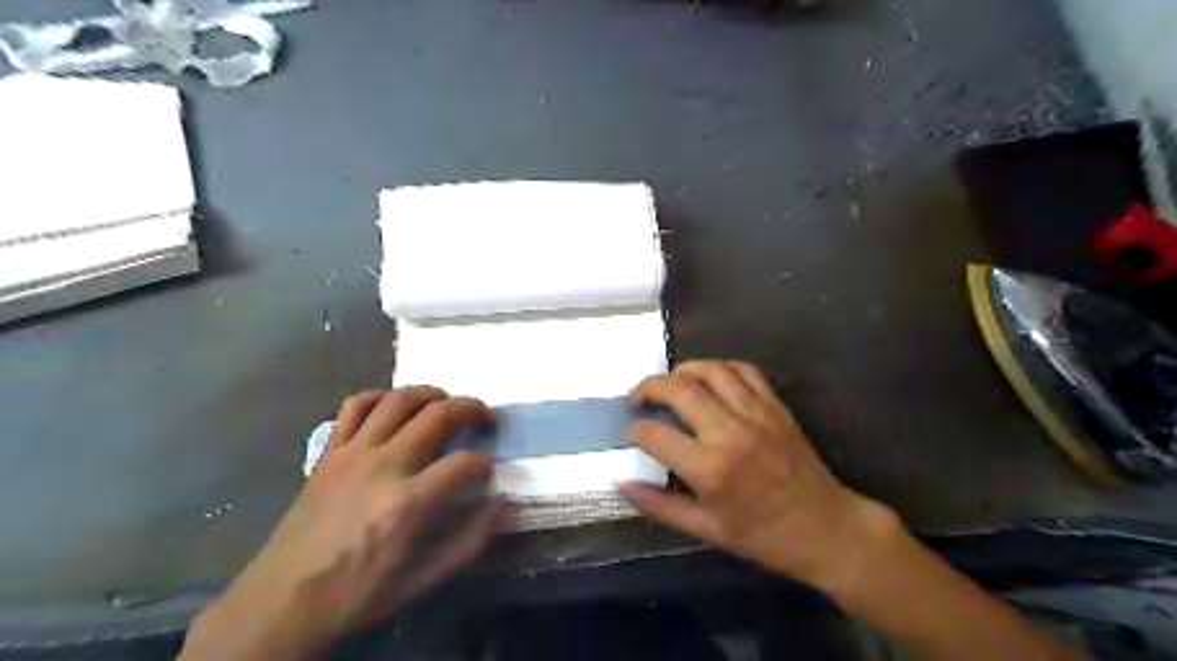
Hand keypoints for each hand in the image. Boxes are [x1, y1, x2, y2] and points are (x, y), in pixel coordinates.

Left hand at [180, 391, 502, 657]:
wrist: (280, 602)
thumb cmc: (356, 593)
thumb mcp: (421, 581)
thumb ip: (468, 542)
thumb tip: (499, 504)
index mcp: (407, 503)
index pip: (464, 463)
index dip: (485, 463)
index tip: (487, 472)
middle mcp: (383, 465)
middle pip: (438, 415)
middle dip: (472, 409)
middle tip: (485, 418)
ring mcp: (352, 453)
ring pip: (399, 399)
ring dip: (431, 393)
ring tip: (445, 403)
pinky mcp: (329, 452)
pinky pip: (355, 406)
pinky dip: (380, 397)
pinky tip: (393, 407)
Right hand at [621, 362, 898, 592]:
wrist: (825, 528)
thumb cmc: (762, 536)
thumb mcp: (705, 530)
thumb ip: (659, 505)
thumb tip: (621, 484)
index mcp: (709, 468)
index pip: (655, 434)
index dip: (635, 429)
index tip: (633, 432)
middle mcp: (729, 431)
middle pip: (678, 389)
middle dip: (648, 387)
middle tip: (638, 396)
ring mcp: (756, 413)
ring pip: (710, 370)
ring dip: (681, 370)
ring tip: (670, 383)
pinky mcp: (776, 405)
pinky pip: (744, 370)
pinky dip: (720, 367)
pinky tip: (710, 380)